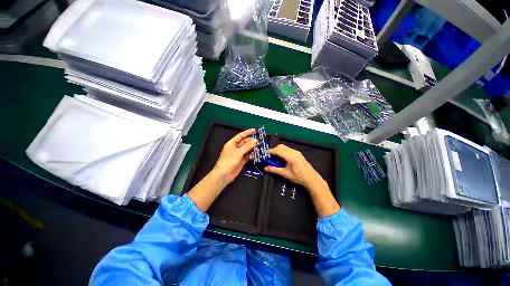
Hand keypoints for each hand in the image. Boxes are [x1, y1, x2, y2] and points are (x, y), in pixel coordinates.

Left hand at [213, 129, 257, 184]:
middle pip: (245, 142)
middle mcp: (235, 148)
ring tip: (258, 149)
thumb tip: (255, 141)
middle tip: (258, 142)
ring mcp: (239, 154)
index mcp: (232, 143)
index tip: (254, 130)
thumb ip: (247, 146)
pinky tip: (255, 155)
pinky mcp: (241, 160)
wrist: (224, 174)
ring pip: (247, 149)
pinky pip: (248, 156)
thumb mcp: (238, 152)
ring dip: (252, 149)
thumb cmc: (228, 161)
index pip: (241, 136)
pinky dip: (251, 155)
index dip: (247, 132)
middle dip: (251, 142)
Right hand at [265, 144, 338, 216]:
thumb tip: (265, 168)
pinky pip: (288, 149)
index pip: (277, 150)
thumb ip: (274, 170)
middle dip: (274, 150)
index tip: (264, 154)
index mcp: (290, 156)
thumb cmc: (298, 177)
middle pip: (281, 147)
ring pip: (284, 147)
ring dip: (278, 150)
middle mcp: (293, 152)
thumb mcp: (285, 174)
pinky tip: (282, 158)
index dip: (270, 151)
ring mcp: (297, 152)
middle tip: (269, 156)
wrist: (312, 179)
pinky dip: (283, 151)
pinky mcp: (298, 153)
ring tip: (275, 158)